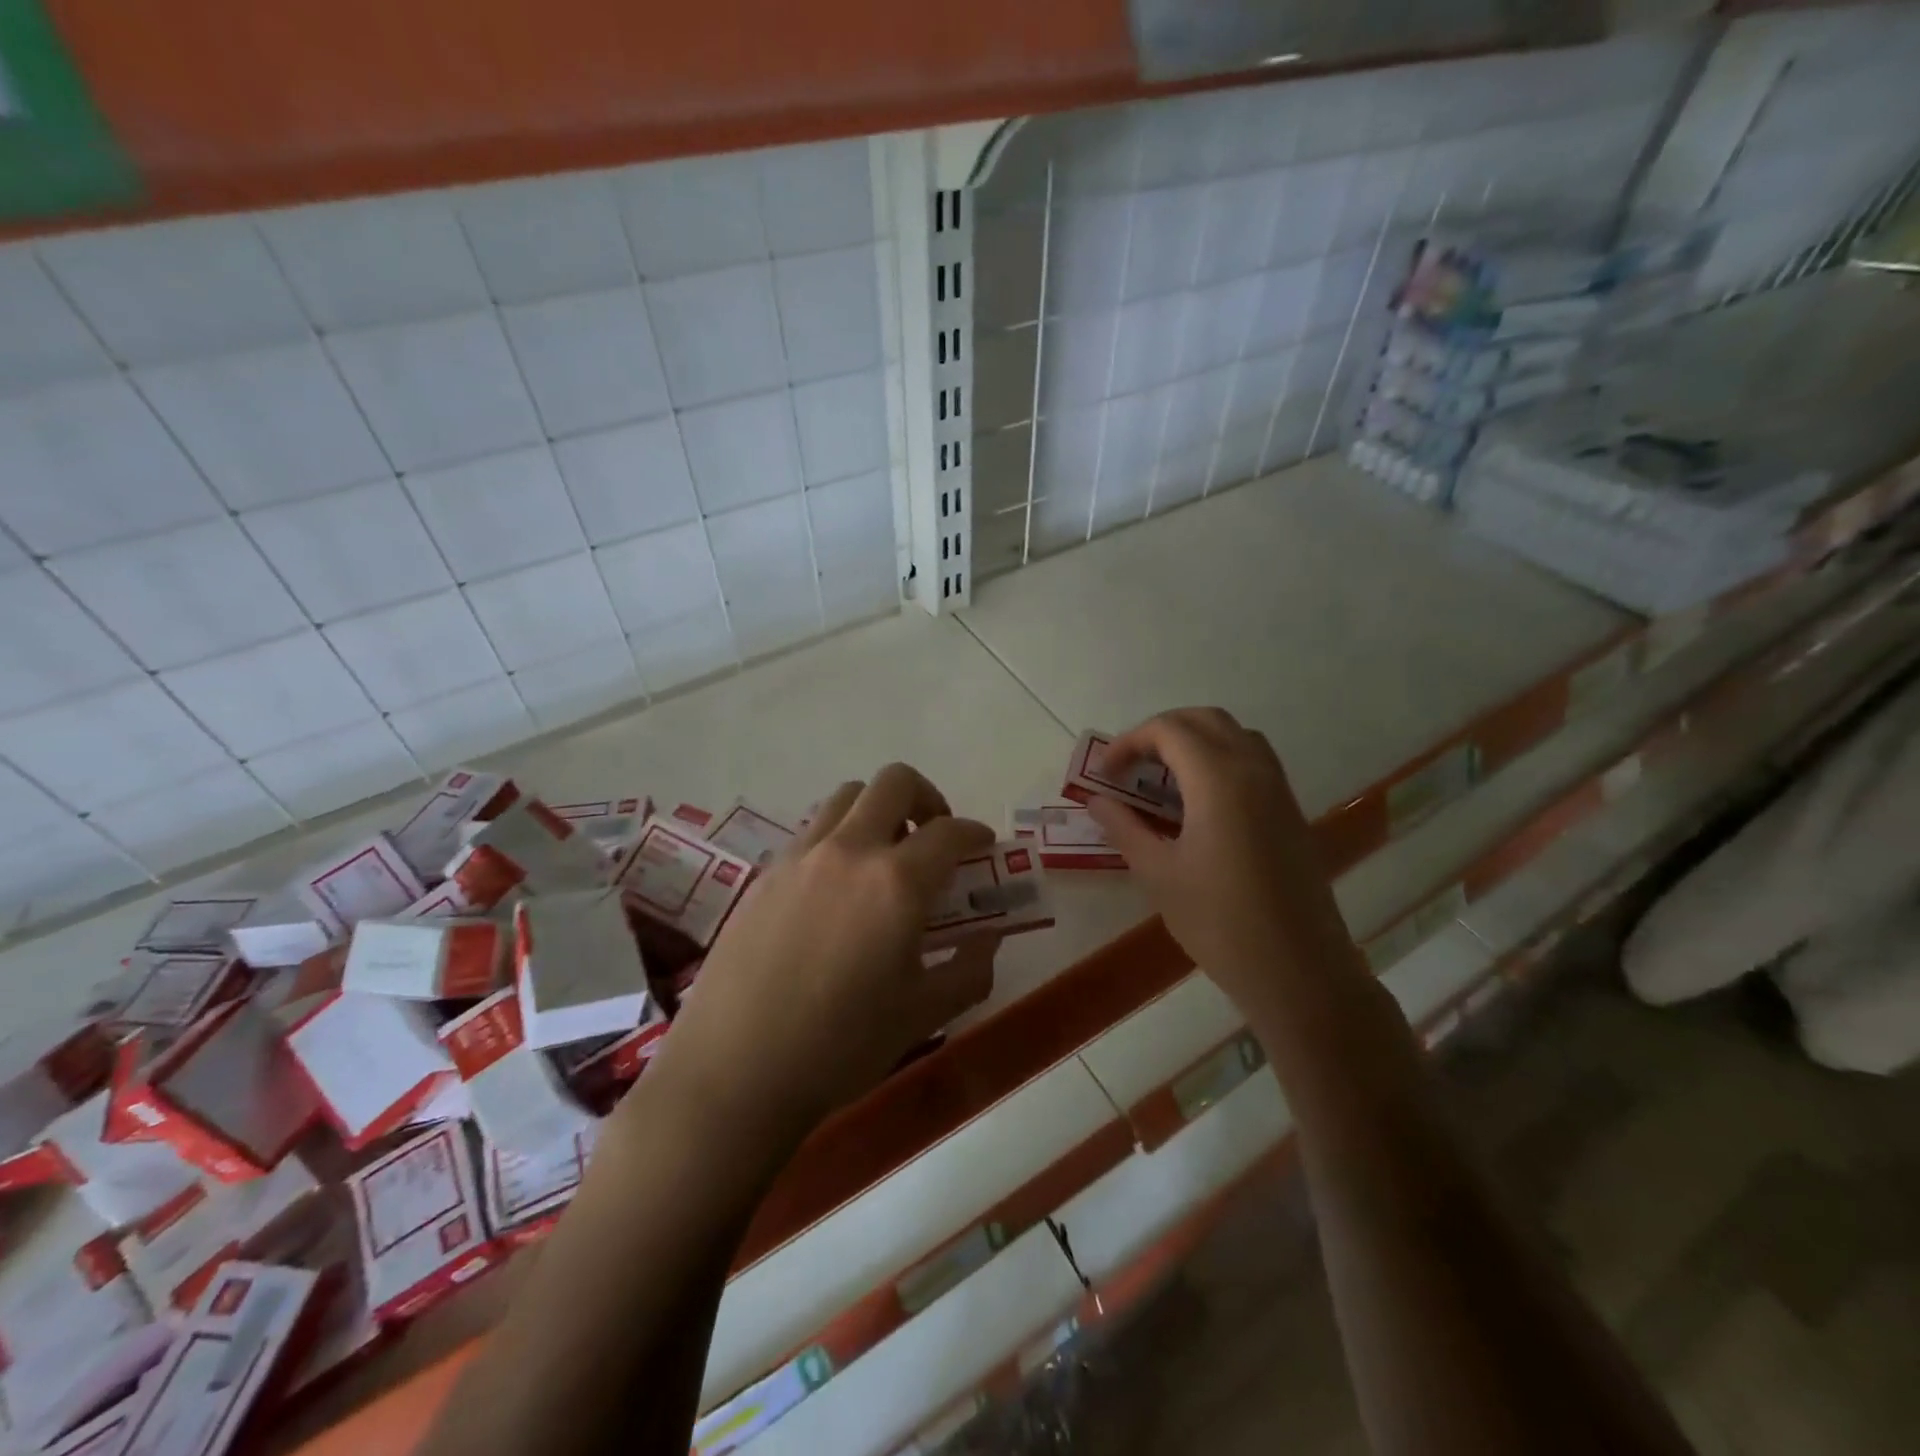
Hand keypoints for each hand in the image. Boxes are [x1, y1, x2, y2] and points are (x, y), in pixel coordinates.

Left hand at [651, 765, 1000, 1144]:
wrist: (734, 1072)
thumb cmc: (840, 1047)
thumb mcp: (923, 1014)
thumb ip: (969, 970)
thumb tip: (988, 940)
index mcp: (896, 883)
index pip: (949, 832)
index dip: (974, 833)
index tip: (982, 846)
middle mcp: (849, 851)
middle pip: (894, 783)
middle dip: (926, 797)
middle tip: (933, 836)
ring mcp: (800, 857)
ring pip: (846, 798)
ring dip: (877, 811)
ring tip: (883, 857)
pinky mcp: (765, 874)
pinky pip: (811, 832)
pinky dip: (838, 839)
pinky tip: (836, 890)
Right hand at [1086, 708, 1359, 1018]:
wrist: (1298, 969)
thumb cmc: (1220, 922)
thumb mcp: (1158, 874)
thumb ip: (1124, 828)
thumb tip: (1097, 801)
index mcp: (1219, 779)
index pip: (1168, 730)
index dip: (1129, 742)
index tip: (1105, 773)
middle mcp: (1254, 770)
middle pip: (1205, 720)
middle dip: (1161, 732)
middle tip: (1131, 766)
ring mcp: (1279, 789)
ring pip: (1235, 736)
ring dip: (1194, 742)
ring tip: (1162, 781)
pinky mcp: (1290, 811)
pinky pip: (1253, 761)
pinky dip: (1220, 761)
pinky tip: (1198, 805)